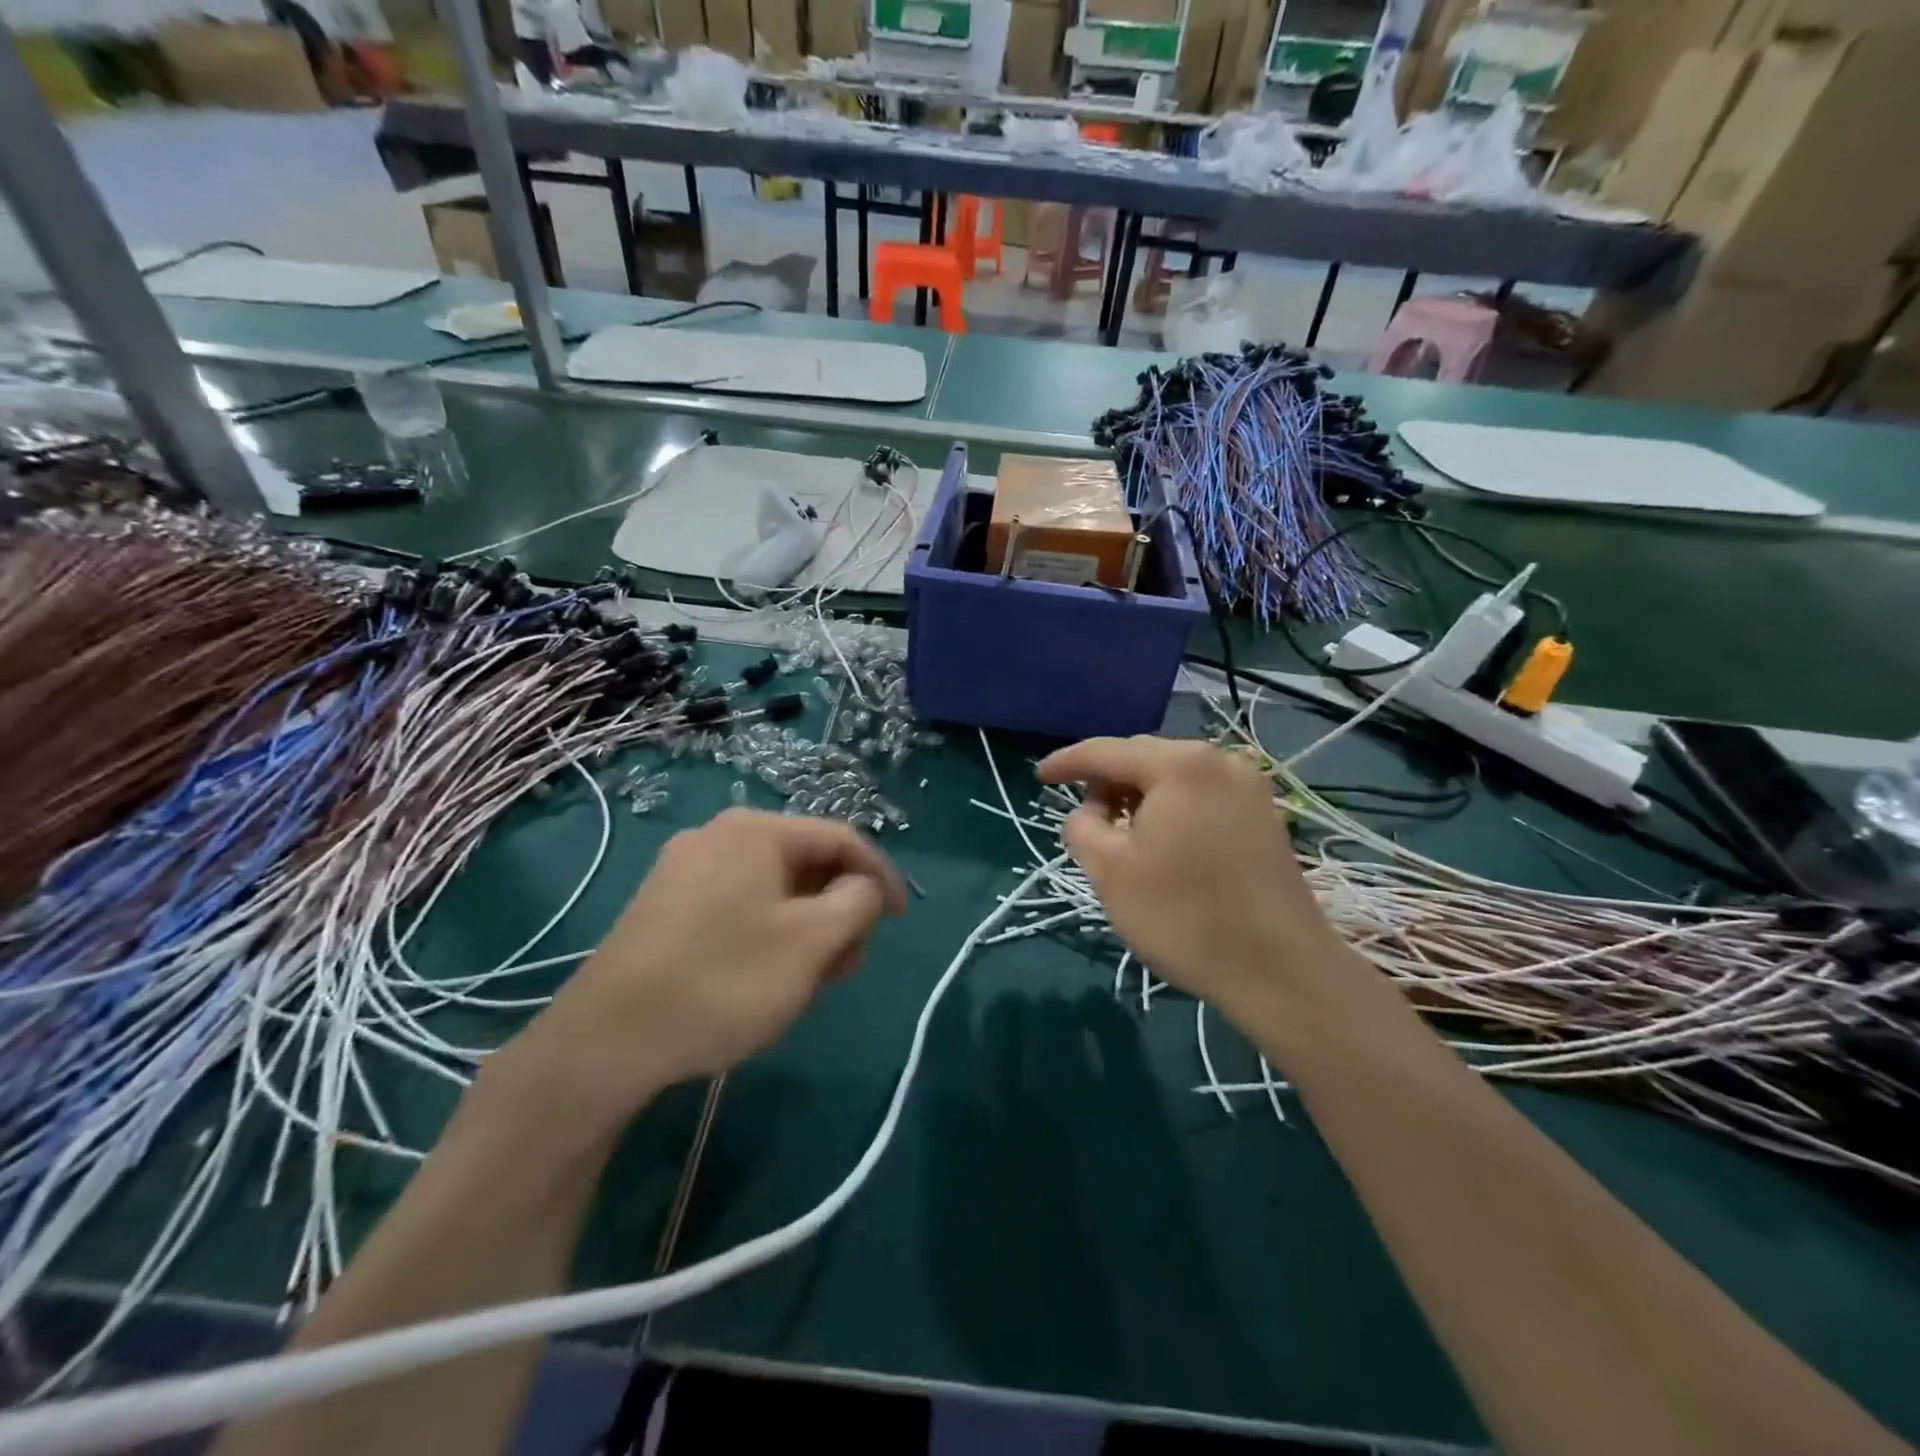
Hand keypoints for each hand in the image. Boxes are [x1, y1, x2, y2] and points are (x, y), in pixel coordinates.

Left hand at [498, 809, 905, 1129]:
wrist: (606, 1040)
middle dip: (839, 908)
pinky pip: (739, 905)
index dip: (881, 876)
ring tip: (812, 977)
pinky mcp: (665, 905)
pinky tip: (766, 975)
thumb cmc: (724, 981)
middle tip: (849, 962)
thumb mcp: (812, 941)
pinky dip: (770, 932)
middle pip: (806, 862)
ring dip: (807, 925)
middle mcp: (718, 835)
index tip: (901, 920)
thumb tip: (863, 886)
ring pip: (773, 887)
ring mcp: (685, 869)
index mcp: (756, 830)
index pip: (841, 838)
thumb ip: (858, 900)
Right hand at [1038, 736, 1343, 1025]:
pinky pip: (1202, 797)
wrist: (1281, 971)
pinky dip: (1171, 810)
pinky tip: (1162, 845)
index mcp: (1180, 765)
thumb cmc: (1183, 916)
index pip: (1106, 751)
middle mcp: (1220, 761)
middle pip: (1143, 759)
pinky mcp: (1265, 817)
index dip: (1067, 763)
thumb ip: (1081, 827)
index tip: (1039, 777)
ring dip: (1140, 799)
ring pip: (1174, 779)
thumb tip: (1090, 813)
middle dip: (1107, 784)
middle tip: (1085, 820)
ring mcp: (1250, 788)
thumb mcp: (1109, 871)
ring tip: (1122, 837)